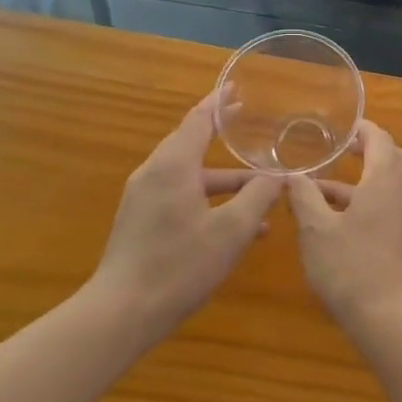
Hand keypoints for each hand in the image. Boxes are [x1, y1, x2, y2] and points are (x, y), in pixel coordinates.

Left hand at [89, 94, 281, 338]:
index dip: (219, 103)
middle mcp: (154, 174)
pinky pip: (181, 197)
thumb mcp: (231, 231)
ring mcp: (144, 199)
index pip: (198, 120)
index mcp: (172, 166)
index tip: (236, 88)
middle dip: (221, 135)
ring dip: (224, 180)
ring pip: (190, 176)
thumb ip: (259, 197)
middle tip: (248, 123)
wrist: (121, 313)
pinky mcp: (142, 222)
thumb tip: (279, 175)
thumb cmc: (179, 265)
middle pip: (190, 144)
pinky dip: (209, 200)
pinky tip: (238, 226)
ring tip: (261, 189)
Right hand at [286, 121, 401, 326]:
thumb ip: (304, 197)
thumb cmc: (352, 268)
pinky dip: (374, 200)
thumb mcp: (316, 231)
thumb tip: (292, 175)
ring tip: (326, 190)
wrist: (395, 320)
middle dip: (367, 151)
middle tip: (339, 150)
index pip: (379, 138)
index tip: (341, 127)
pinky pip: (397, 205)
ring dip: (366, 180)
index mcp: (387, 178)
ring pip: (394, 184)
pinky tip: (345, 220)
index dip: (360, 129)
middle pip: (392, 158)